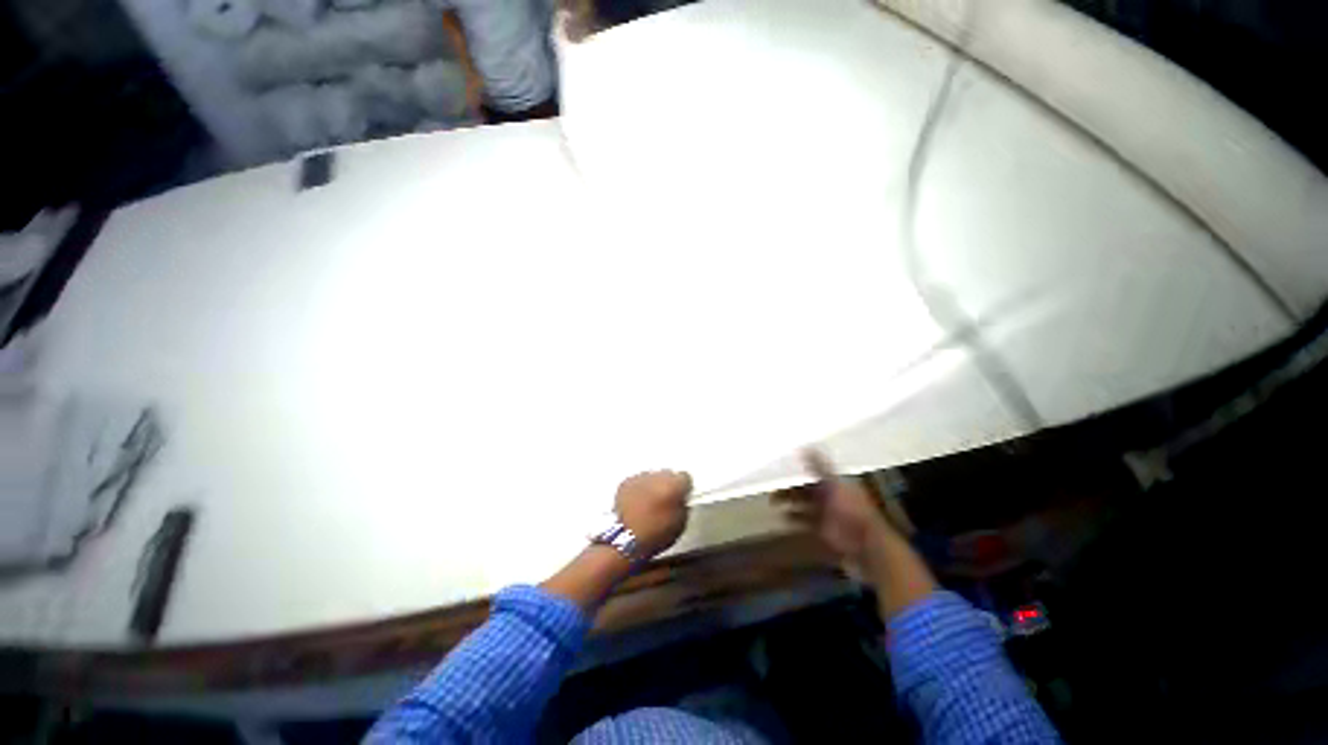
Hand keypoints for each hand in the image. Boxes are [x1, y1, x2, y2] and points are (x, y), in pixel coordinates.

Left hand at [615, 470, 692, 558]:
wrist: (624, 539)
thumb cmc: (656, 535)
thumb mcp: (680, 524)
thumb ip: (683, 505)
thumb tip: (680, 498)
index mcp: (674, 485)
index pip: (685, 477)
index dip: (684, 488)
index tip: (681, 497)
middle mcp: (658, 476)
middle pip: (668, 474)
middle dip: (668, 485)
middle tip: (665, 500)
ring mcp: (640, 477)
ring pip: (652, 477)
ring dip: (653, 486)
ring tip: (649, 501)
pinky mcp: (626, 481)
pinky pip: (637, 481)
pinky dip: (639, 489)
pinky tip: (636, 501)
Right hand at [774, 450, 895, 572]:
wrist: (867, 546)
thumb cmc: (851, 511)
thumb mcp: (834, 485)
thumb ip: (819, 467)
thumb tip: (805, 446)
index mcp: (837, 484)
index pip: (815, 474)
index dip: (799, 472)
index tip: (781, 469)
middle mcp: (833, 498)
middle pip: (808, 491)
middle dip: (791, 490)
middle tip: (772, 489)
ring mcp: (830, 517)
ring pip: (806, 507)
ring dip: (792, 505)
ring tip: (774, 503)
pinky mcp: (827, 533)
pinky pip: (808, 524)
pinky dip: (796, 520)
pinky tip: (784, 519)